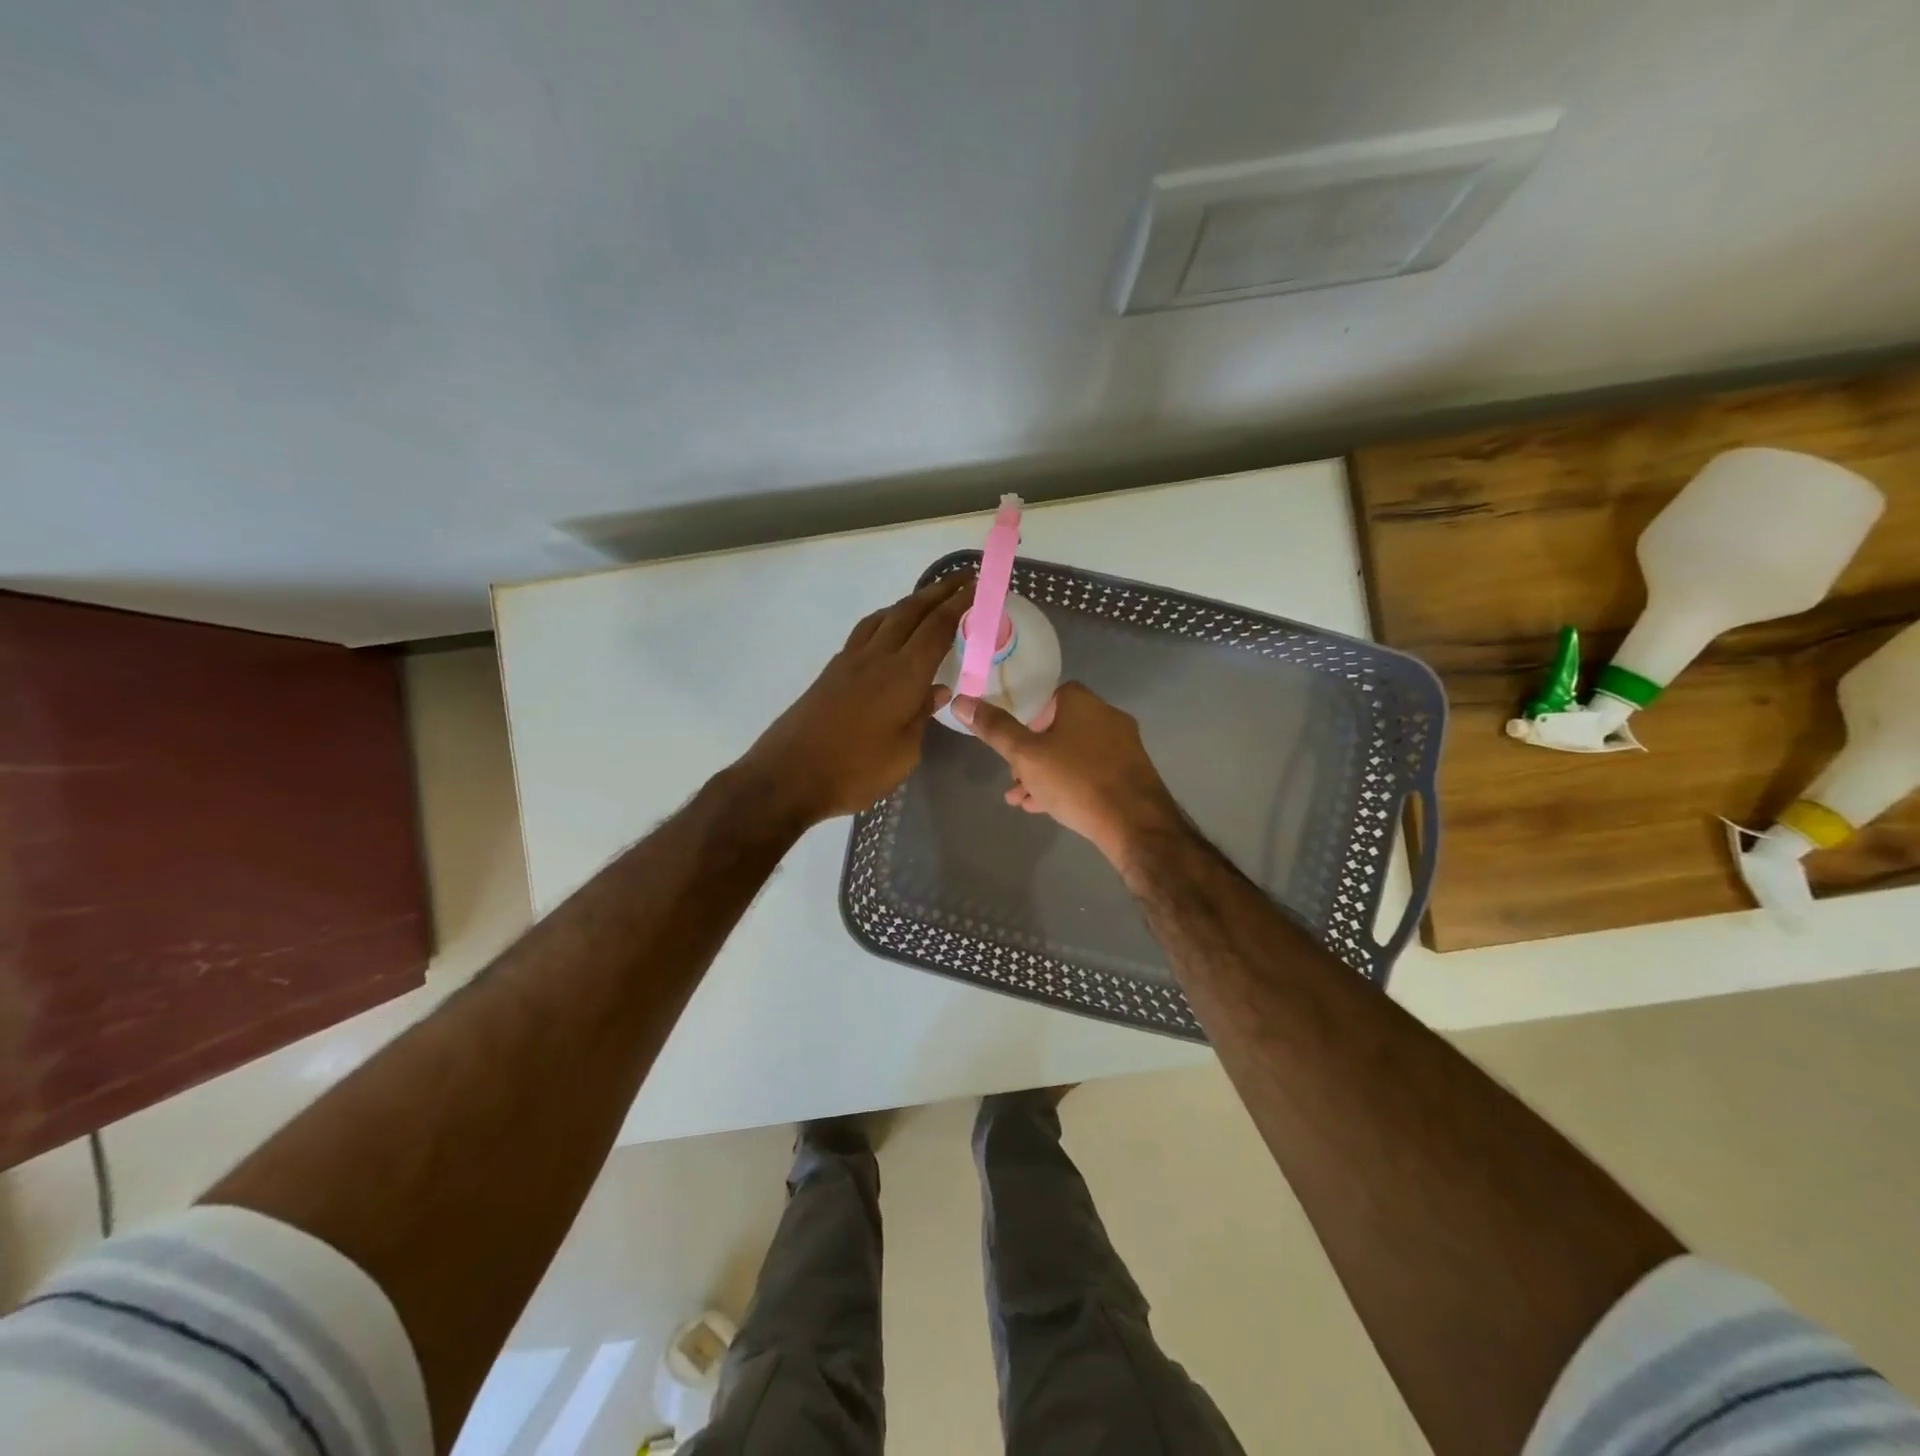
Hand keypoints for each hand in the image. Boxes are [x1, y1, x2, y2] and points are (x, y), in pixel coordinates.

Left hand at [740, 574, 972, 824]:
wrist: (788, 775)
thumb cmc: (855, 770)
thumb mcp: (904, 753)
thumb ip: (921, 716)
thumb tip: (937, 691)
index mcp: (903, 674)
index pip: (937, 628)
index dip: (959, 604)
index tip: (977, 586)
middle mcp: (877, 657)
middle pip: (910, 611)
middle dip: (939, 592)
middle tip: (961, 578)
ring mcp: (850, 661)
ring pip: (884, 617)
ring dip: (909, 602)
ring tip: (927, 600)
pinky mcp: (831, 672)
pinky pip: (864, 632)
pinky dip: (884, 620)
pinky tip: (887, 631)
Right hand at [953, 682, 1183, 870]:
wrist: (1135, 824)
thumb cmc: (1076, 781)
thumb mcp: (1026, 755)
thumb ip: (995, 729)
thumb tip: (961, 701)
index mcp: (1083, 702)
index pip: (1049, 696)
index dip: (1026, 716)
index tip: (1011, 740)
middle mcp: (1107, 717)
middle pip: (1059, 727)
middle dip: (1031, 752)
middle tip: (1014, 775)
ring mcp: (1122, 747)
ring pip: (1073, 754)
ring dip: (1045, 772)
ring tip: (1020, 798)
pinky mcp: (1131, 775)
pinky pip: (1090, 772)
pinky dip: (1068, 784)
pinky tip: (1046, 808)